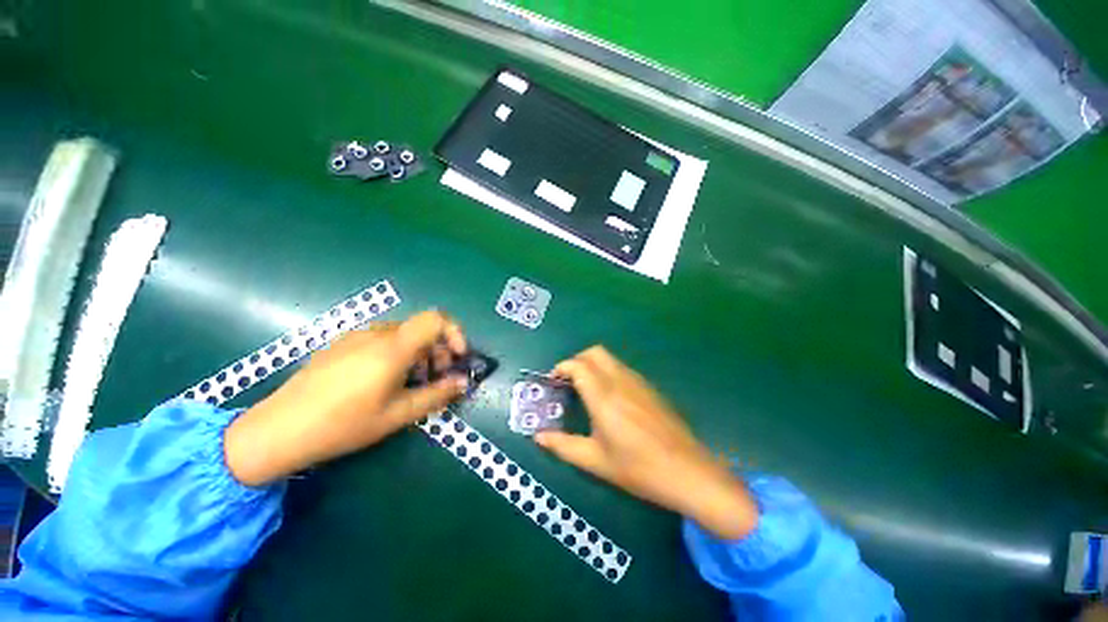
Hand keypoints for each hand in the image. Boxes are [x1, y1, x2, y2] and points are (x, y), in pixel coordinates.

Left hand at [224, 310, 469, 485]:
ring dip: (418, 353)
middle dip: (438, 350)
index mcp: (393, 348)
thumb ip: (437, 394)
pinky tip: (383, 381)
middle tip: (436, 378)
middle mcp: (376, 333)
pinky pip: (381, 339)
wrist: (278, 430)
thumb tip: (463, 382)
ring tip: (411, 383)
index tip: (457, 357)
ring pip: (402, 334)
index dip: (455, 333)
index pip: (436, 319)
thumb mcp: (398, 415)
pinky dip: (397, 353)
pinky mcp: (342, 344)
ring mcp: (356, 336)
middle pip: (421, 328)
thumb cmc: (343, 424)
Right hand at [534, 346, 758, 538]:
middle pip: (595, 352)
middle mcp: (620, 381)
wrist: (687, 472)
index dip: (561, 368)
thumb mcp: (595, 461)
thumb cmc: (638, 469)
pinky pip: (623, 368)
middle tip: (568, 381)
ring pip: (610, 359)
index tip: (552, 381)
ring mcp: (638, 382)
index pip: (578, 365)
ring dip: (593, 365)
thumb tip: (539, 436)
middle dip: (577, 360)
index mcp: (604, 397)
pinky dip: (608, 372)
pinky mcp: (650, 388)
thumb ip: (563, 446)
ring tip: (585, 389)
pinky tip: (609, 397)